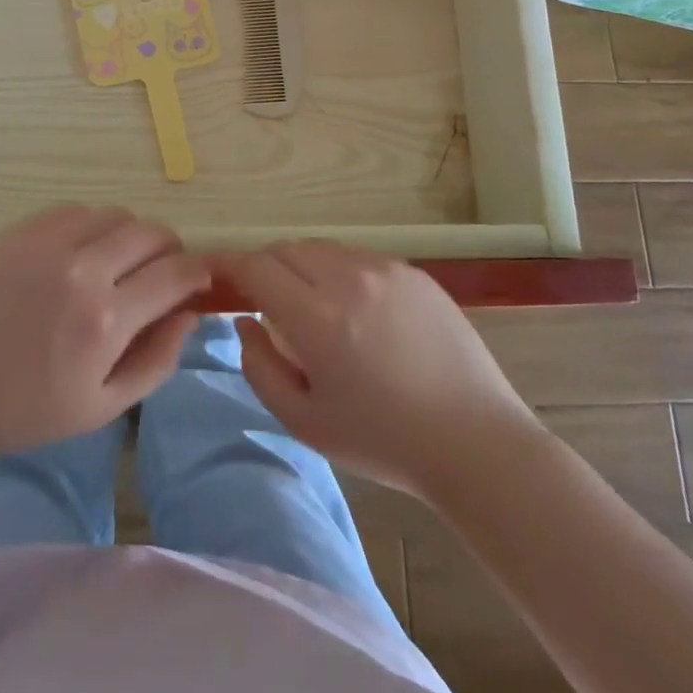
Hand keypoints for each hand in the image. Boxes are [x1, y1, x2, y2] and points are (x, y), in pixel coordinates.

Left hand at [0, 205, 209, 453]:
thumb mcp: (105, 405)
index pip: (176, 273)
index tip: (199, 278)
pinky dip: (91, 225)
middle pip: (151, 232)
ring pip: (115, 214)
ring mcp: (49, 243)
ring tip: (119, 261)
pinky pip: (75, 210)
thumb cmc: (31, 408)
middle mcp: (83, 269)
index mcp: (107, 319)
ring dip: (130, 235)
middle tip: (162, 269)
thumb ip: (158, 358)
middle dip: (170, 248)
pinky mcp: (21, 230)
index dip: (198, 271)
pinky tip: (81, 250)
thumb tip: (190, 312)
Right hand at [218, 239, 540, 499]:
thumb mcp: (305, 422)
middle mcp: (350, 279)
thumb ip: (260, 368)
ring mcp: (386, 270)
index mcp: (319, 318)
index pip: (257, 267)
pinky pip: (358, 258)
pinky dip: (340, 273)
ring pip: (322, 249)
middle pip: (286, 249)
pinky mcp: (414, 272)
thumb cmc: (383, 441)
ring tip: (314, 309)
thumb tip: (245, 322)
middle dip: (266, 268)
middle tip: (266, 303)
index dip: (230, 266)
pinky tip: (357, 312)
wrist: (476, 444)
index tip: (216, 275)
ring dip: (303, 268)